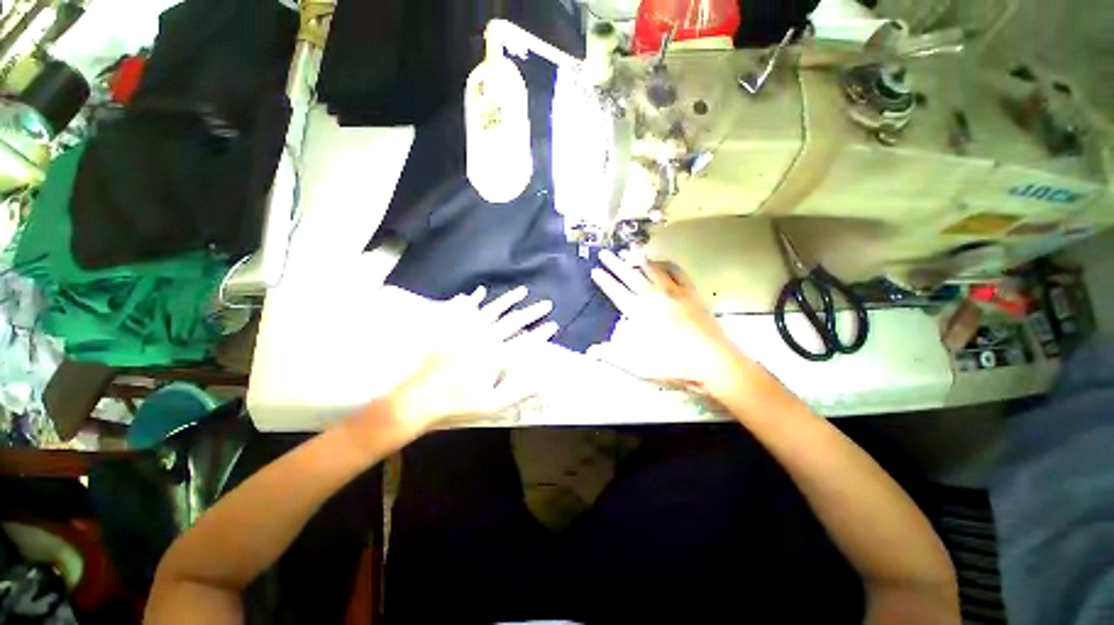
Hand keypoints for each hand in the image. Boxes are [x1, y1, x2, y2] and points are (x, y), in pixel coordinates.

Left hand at [383, 286, 557, 439]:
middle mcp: (484, 338)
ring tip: (521, 290)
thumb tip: (543, 383)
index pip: (526, 341)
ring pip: (492, 309)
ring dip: (508, 299)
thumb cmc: (457, 405)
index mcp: (496, 356)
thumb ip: (519, 392)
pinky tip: (476, 292)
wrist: (417, 400)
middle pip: (513, 320)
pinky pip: (461, 309)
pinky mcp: (448, 329)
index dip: (542, 333)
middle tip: (546, 303)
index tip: (554, 324)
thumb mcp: (492, 405)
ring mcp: (465, 330)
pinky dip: (470, 299)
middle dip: (533, 311)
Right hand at [588, 250, 749, 397]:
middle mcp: (655, 297)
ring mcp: (674, 293)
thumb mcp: (638, 364)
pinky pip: (677, 272)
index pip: (616, 291)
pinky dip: (666, 265)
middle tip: (605, 253)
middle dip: (615, 264)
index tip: (595, 270)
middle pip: (631, 275)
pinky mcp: (690, 293)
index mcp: (640, 312)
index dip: (605, 280)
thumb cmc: (674, 364)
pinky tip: (662, 262)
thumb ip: (613, 355)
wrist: (713, 362)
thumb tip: (591, 351)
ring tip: (629, 251)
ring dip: (639, 260)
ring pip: (652, 270)